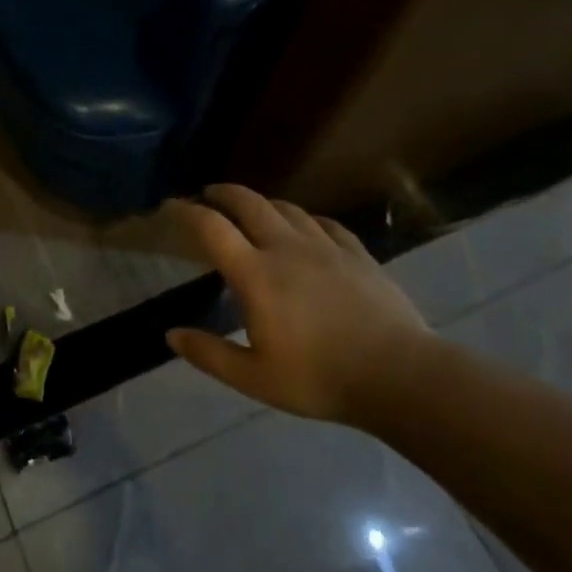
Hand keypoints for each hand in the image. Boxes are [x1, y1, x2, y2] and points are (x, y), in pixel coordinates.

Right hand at [165, 184, 433, 426]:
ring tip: (252, 210)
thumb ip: (209, 354)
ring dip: (262, 203)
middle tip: (208, 194)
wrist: (400, 376)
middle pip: (248, 203)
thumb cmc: (320, 379)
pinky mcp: (357, 253)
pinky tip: (305, 227)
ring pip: (287, 208)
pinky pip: (324, 223)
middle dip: (223, 193)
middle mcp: (286, 248)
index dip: (187, 212)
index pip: (212, 228)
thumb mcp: (255, 378)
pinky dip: (304, 218)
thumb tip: (171, 334)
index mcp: (256, 274)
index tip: (172, 206)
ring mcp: (325, 247)